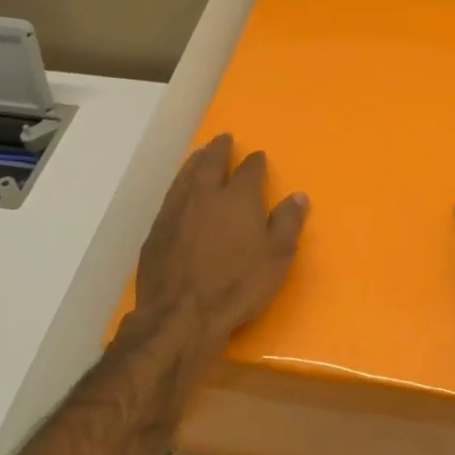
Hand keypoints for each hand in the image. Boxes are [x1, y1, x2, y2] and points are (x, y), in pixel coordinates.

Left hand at [136, 134, 308, 346]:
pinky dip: (179, 187)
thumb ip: (287, 224)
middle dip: (218, 149)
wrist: (181, 315)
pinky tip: (180, 192)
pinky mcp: (157, 231)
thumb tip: (298, 196)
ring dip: (195, 162)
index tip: (258, 156)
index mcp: (237, 199)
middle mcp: (204, 196)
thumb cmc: (237, 286)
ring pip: (185, 176)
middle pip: (210, 163)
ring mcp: (175, 212)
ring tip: (200, 154)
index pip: (249, 170)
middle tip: (222, 139)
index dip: (255, 162)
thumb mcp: (276, 258)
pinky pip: (170, 197)